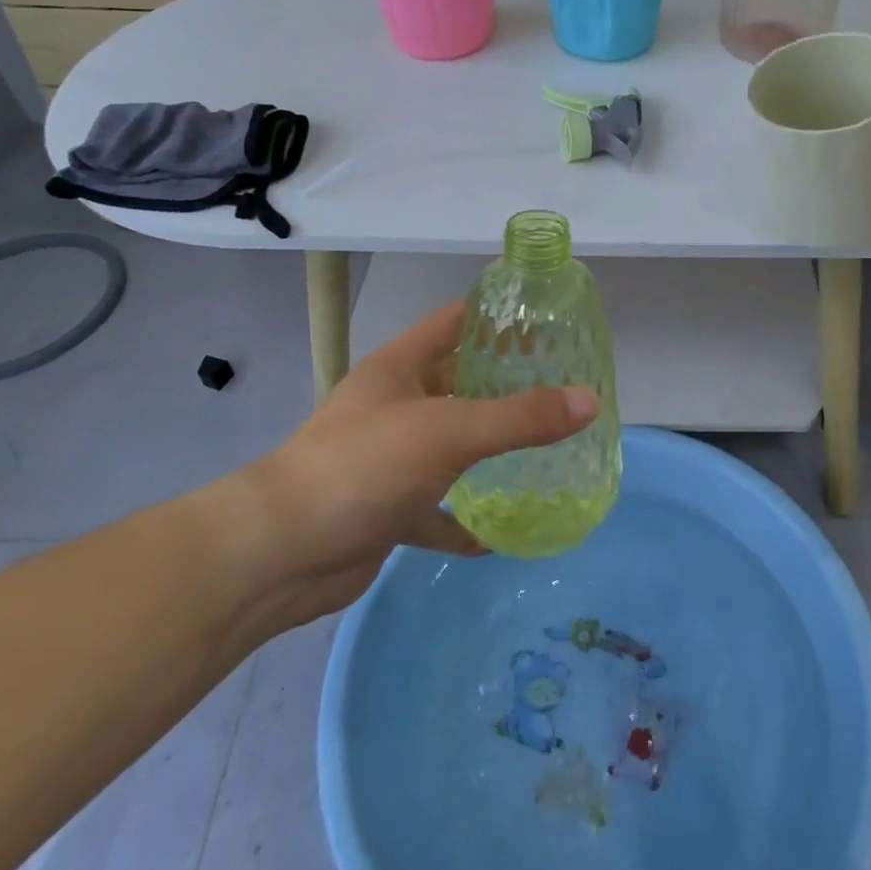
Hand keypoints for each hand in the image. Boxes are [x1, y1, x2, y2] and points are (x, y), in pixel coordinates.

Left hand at [226, 302, 597, 622]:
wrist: (281, 554)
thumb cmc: (364, 466)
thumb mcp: (448, 431)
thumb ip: (520, 417)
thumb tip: (589, 400)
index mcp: (400, 367)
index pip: (455, 322)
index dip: (497, 315)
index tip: (548, 320)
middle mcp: (395, 405)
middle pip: (458, 382)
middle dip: (505, 384)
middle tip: (563, 386)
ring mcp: (389, 458)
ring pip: (451, 445)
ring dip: (489, 449)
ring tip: (547, 448)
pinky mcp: (387, 508)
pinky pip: (436, 508)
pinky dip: (464, 518)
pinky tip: (499, 533)